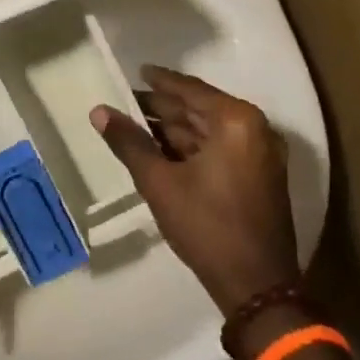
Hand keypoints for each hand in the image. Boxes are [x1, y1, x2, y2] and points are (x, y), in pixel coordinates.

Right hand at [91, 66, 299, 314]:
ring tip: (136, 127)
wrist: (257, 287)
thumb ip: (129, 143)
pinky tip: (161, 151)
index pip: (190, 90)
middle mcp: (255, 129)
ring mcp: (260, 154)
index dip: (160, 81)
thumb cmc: (207, 227)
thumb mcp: (160, 183)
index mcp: (236, 121)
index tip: (137, 71)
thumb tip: (98, 111)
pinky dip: (191, 148)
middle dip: (163, 108)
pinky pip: (220, 148)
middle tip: (126, 103)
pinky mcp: (260, 176)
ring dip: (174, 129)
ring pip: (209, 131)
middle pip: (200, 109)